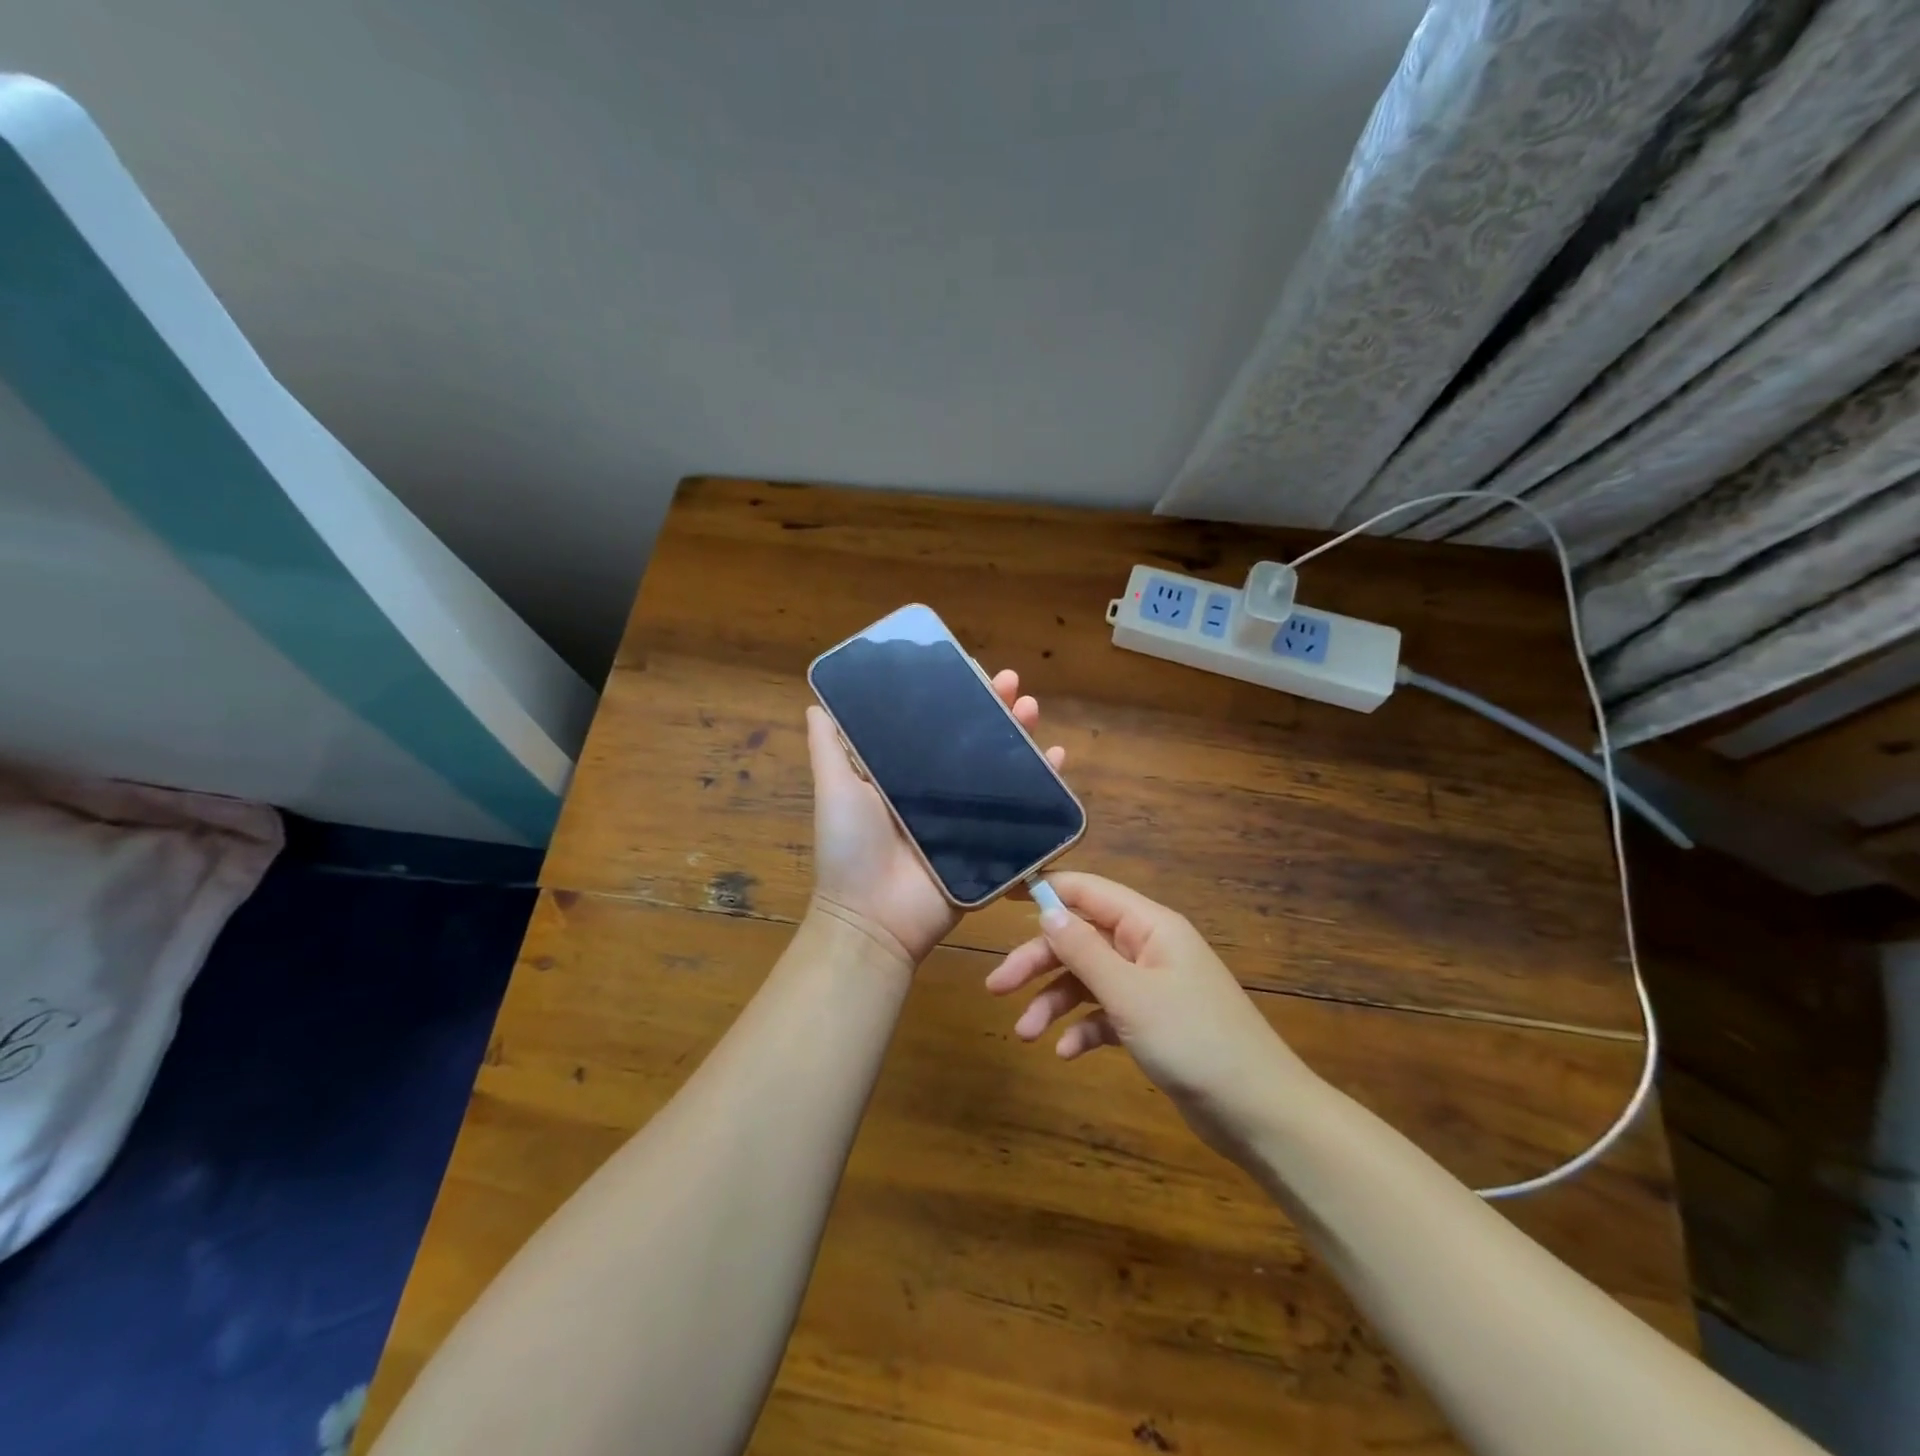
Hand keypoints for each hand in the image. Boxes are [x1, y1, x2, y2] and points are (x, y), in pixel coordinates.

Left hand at [805, 669, 1065, 968]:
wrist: (873, 918)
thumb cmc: (850, 848)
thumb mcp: (834, 789)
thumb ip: (828, 749)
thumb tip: (815, 704)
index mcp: (906, 774)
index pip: (937, 726)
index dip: (956, 697)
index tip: (972, 668)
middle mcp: (940, 790)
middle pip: (976, 741)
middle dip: (996, 708)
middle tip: (1013, 683)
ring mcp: (969, 817)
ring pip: (1004, 768)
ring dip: (1022, 735)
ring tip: (1032, 710)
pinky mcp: (991, 844)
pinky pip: (1024, 810)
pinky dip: (1045, 784)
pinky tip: (1057, 758)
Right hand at [985, 872, 1314, 1158]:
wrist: (1259, 1113)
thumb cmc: (1194, 1041)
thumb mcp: (1130, 993)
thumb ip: (1084, 950)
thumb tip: (1046, 909)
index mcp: (1149, 926)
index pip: (1088, 891)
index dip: (1046, 889)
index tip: (1001, 895)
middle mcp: (1148, 948)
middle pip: (1080, 939)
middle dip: (1038, 960)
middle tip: (997, 987)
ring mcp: (1150, 987)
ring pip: (1088, 979)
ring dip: (1054, 1002)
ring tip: (1026, 1034)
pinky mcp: (1152, 1024)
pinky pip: (1105, 1014)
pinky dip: (1083, 1029)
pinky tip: (1067, 1053)